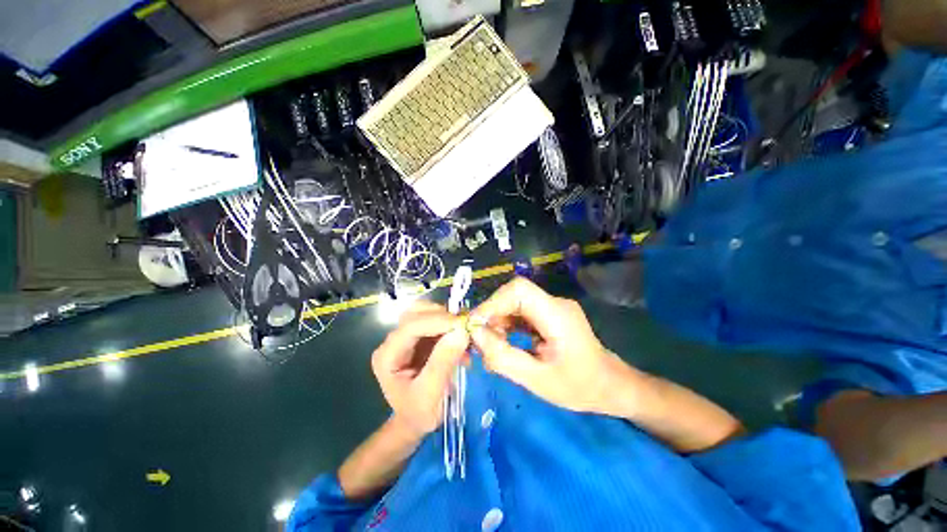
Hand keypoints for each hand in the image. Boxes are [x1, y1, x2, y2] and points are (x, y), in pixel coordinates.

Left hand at [371, 302, 469, 438]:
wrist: (415, 422)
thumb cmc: (418, 414)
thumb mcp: (430, 395)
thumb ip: (443, 363)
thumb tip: (462, 331)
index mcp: (387, 356)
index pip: (410, 326)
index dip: (437, 321)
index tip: (463, 325)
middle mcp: (394, 342)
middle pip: (415, 313)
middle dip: (442, 316)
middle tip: (465, 328)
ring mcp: (406, 338)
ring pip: (426, 313)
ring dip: (448, 320)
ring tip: (464, 335)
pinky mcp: (419, 338)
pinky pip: (435, 322)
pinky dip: (451, 327)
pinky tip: (462, 342)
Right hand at [469, 277, 632, 414]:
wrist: (610, 385)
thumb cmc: (579, 387)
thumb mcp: (537, 380)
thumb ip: (503, 357)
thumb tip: (475, 334)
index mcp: (557, 315)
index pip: (519, 291)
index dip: (493, 303)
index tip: (475, 325)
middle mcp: (555, 303)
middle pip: (514, 294)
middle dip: (492, 313)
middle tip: (478, 338)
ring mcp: (552, 306)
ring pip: (514, 301)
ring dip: (497, 319)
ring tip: (488, 343)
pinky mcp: (548, 313)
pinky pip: (520, 311)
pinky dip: (506, 323)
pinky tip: (501, 341)